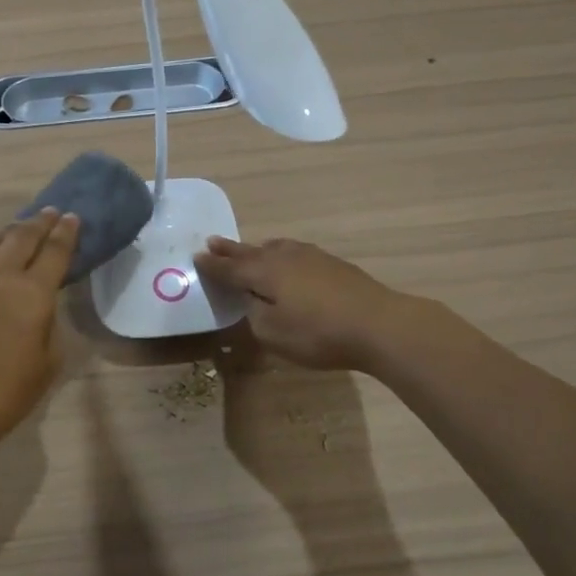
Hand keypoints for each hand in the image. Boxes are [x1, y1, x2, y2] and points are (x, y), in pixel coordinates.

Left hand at [0, 209, 79, 444]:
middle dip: (40, 222)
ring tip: (18, 230)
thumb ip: (49, 320)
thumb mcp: (50, 357)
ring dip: (9, 233)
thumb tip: (40, 303)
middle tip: (51, 212)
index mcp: (31, 293)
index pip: (54, 251)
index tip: (73, 217)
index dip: (67, 232)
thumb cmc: (11, 390)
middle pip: (21, 236)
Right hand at [195, 236, 406, 371]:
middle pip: (251, 252)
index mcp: (265, 272)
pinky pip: (295, 252)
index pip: (231, 268)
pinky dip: (282, 255)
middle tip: (212, 241)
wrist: (379, 324)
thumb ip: (254, 315)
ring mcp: (312, 257)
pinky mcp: (333, 264)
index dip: (213, 266)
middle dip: (230, 250)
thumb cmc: (319, 333)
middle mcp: (285, 257)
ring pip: (276, 248)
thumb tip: (251, 300)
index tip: (197, 257)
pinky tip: (289, 261)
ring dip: (257, 249)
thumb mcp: (273, 333)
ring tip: (249, 250)